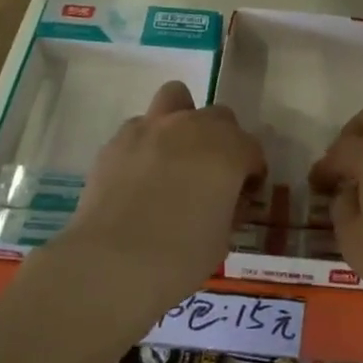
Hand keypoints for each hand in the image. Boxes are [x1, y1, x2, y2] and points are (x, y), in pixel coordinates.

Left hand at [58, 81, 265, 321]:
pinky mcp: (118, 139)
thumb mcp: (221, 241)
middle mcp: (194, 127)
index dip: (251, 173)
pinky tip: (139, 173)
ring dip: (182, 120)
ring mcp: (152, 127)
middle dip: (222, 141)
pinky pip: (140, 126)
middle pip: (220, 117)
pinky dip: (146, 142)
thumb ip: (228, 209)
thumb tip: (224, 200)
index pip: (252, 150)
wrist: (110, 263)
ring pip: (176, 98)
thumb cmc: (179, 258)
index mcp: (228, 149)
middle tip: (212, 175)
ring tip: (175, 154)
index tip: (243, 196)